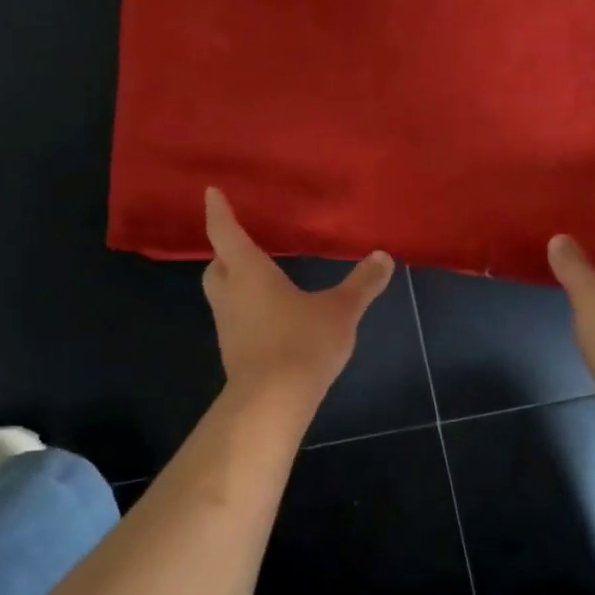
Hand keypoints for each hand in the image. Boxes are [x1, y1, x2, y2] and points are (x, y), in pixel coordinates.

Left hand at [203, 187, 394, 400]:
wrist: (272, 401)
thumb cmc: (302, 343)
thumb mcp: (341, 311)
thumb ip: (362, 284)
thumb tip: (384, 256)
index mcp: (249, 272)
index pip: (226, 233)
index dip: (218, 211)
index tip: (211, 193)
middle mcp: (231, 294)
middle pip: (216, 265)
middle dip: (224, 252)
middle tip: (242, 244)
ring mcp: (227, 325)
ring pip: (221, 295)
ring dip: (233, 283)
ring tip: (259, 280)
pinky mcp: (232, 352)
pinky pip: (233, 320)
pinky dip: (244, 311)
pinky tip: (269, 318)